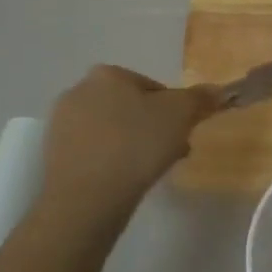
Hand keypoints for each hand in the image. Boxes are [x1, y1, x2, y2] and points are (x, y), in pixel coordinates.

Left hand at [41, 66, 219, 224]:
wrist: (87, 197)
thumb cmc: (136, 145)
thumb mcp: (180, 115)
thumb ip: (200, 98)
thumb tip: (217, 90)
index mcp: (108, 74)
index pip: (154, 88)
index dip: (175, 112)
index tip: (183, 136)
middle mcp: (79, 90)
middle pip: (131, 108)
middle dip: (153, 129)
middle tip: (170, 155)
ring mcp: (62, 123)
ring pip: (112, 131)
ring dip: (133, 145)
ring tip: (147, 172)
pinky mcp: (53, 154)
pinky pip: (94, 151)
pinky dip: (111, 161)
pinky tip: (123, 180)